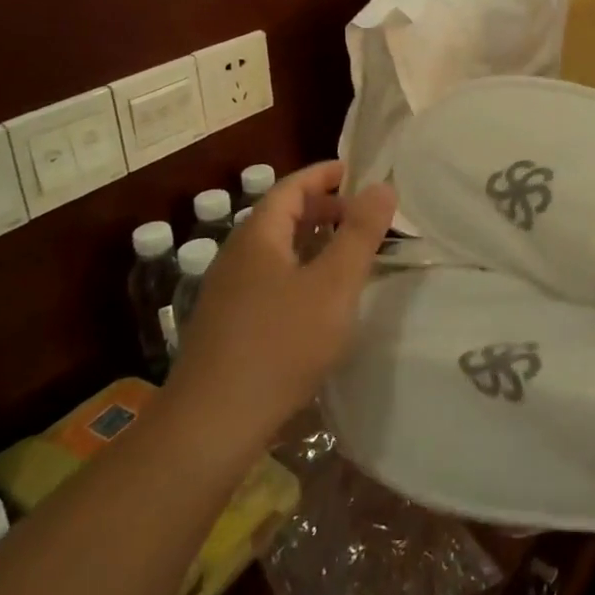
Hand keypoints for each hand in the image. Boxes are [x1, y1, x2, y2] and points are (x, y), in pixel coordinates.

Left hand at [165, 160, 394, 447]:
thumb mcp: (333, 285)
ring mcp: (227, 292)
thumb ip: (360, 233)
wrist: (212, 424)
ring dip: (311, 241)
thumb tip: (382, 186)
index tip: (355, 170)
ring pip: (275, 250)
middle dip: (322, 208)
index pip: (290, 187)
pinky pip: (268, 278)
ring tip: (346, 253)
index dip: (324, 174)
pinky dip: (298, 269)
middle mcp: (236, 256)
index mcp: (258, 237)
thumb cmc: (281, 344)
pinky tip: (317, 299)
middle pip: (280, 216)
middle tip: (361, 215)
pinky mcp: (227, 324)